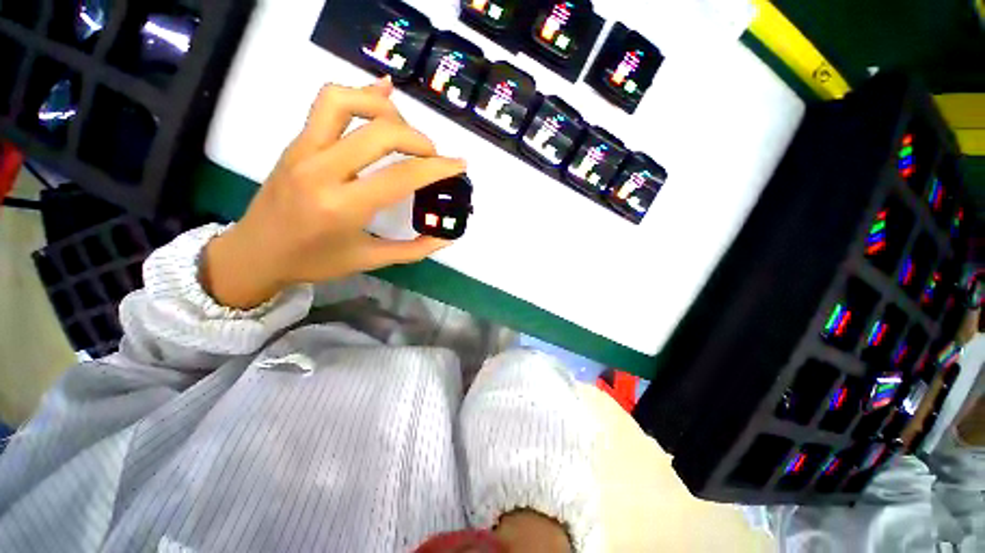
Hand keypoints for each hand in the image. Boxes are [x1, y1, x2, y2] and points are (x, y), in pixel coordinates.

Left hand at [203, 78, 465, 308]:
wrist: (255, 252)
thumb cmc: (314, 262)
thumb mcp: (369, 261)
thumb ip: (413, 250)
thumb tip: (446, 239)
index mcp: (343, 207)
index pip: (401, 176)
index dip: (437, 168)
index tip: (460, 164)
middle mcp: (322, 170)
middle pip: (380, 132)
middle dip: (418, 139)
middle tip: (432, 156)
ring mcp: (304, 150)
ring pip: (346, 101)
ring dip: (385, 108)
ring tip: (404, 128)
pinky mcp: (296, 142)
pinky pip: (327, 103)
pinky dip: (359, 94)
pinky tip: (382, 93)